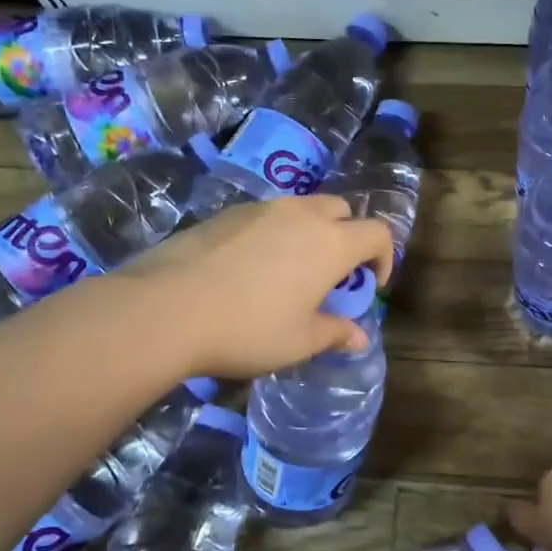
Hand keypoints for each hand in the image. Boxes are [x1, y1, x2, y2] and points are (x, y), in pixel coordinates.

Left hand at [117, 196, 394, 377]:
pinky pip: (266, 216)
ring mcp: (261, 209)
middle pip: (341, 210)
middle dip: (348, 236)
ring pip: (302, 208)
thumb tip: (359, 336)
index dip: (384, 258)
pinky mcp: (226, 214)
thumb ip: (335, 333)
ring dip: (310, 232)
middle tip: (333, 274)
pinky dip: (274, 234)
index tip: (371, 286)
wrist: (167, 309)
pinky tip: (250, 269)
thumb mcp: (300, 341)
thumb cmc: (249, 328)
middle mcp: (302, 214)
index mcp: (331, 243)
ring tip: (291, 271)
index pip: (378, 233)